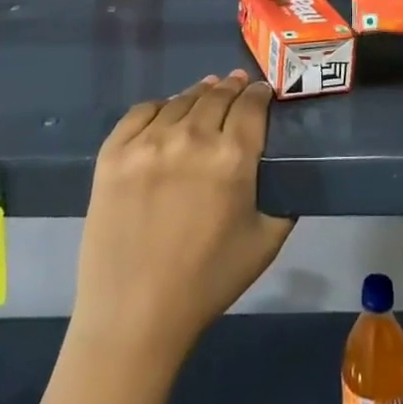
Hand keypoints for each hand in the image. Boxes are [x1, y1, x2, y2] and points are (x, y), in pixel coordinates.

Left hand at [73, 71, 295, 361]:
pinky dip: (160, 107)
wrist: (133, 317)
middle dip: (232, 87)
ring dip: (199, 93)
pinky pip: (142, 111)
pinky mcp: (114, 151)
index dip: (260, 93)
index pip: (251, 104)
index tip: (263, 92)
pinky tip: (167, 113)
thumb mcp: (264, 243)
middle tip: (237, 86)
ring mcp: (148, 142)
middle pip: (218, 94)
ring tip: (205, 93)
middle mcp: (192, 137)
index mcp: (232, 157)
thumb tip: (288, 172)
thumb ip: (284, 200)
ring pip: (182, 99)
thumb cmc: (206, 283)